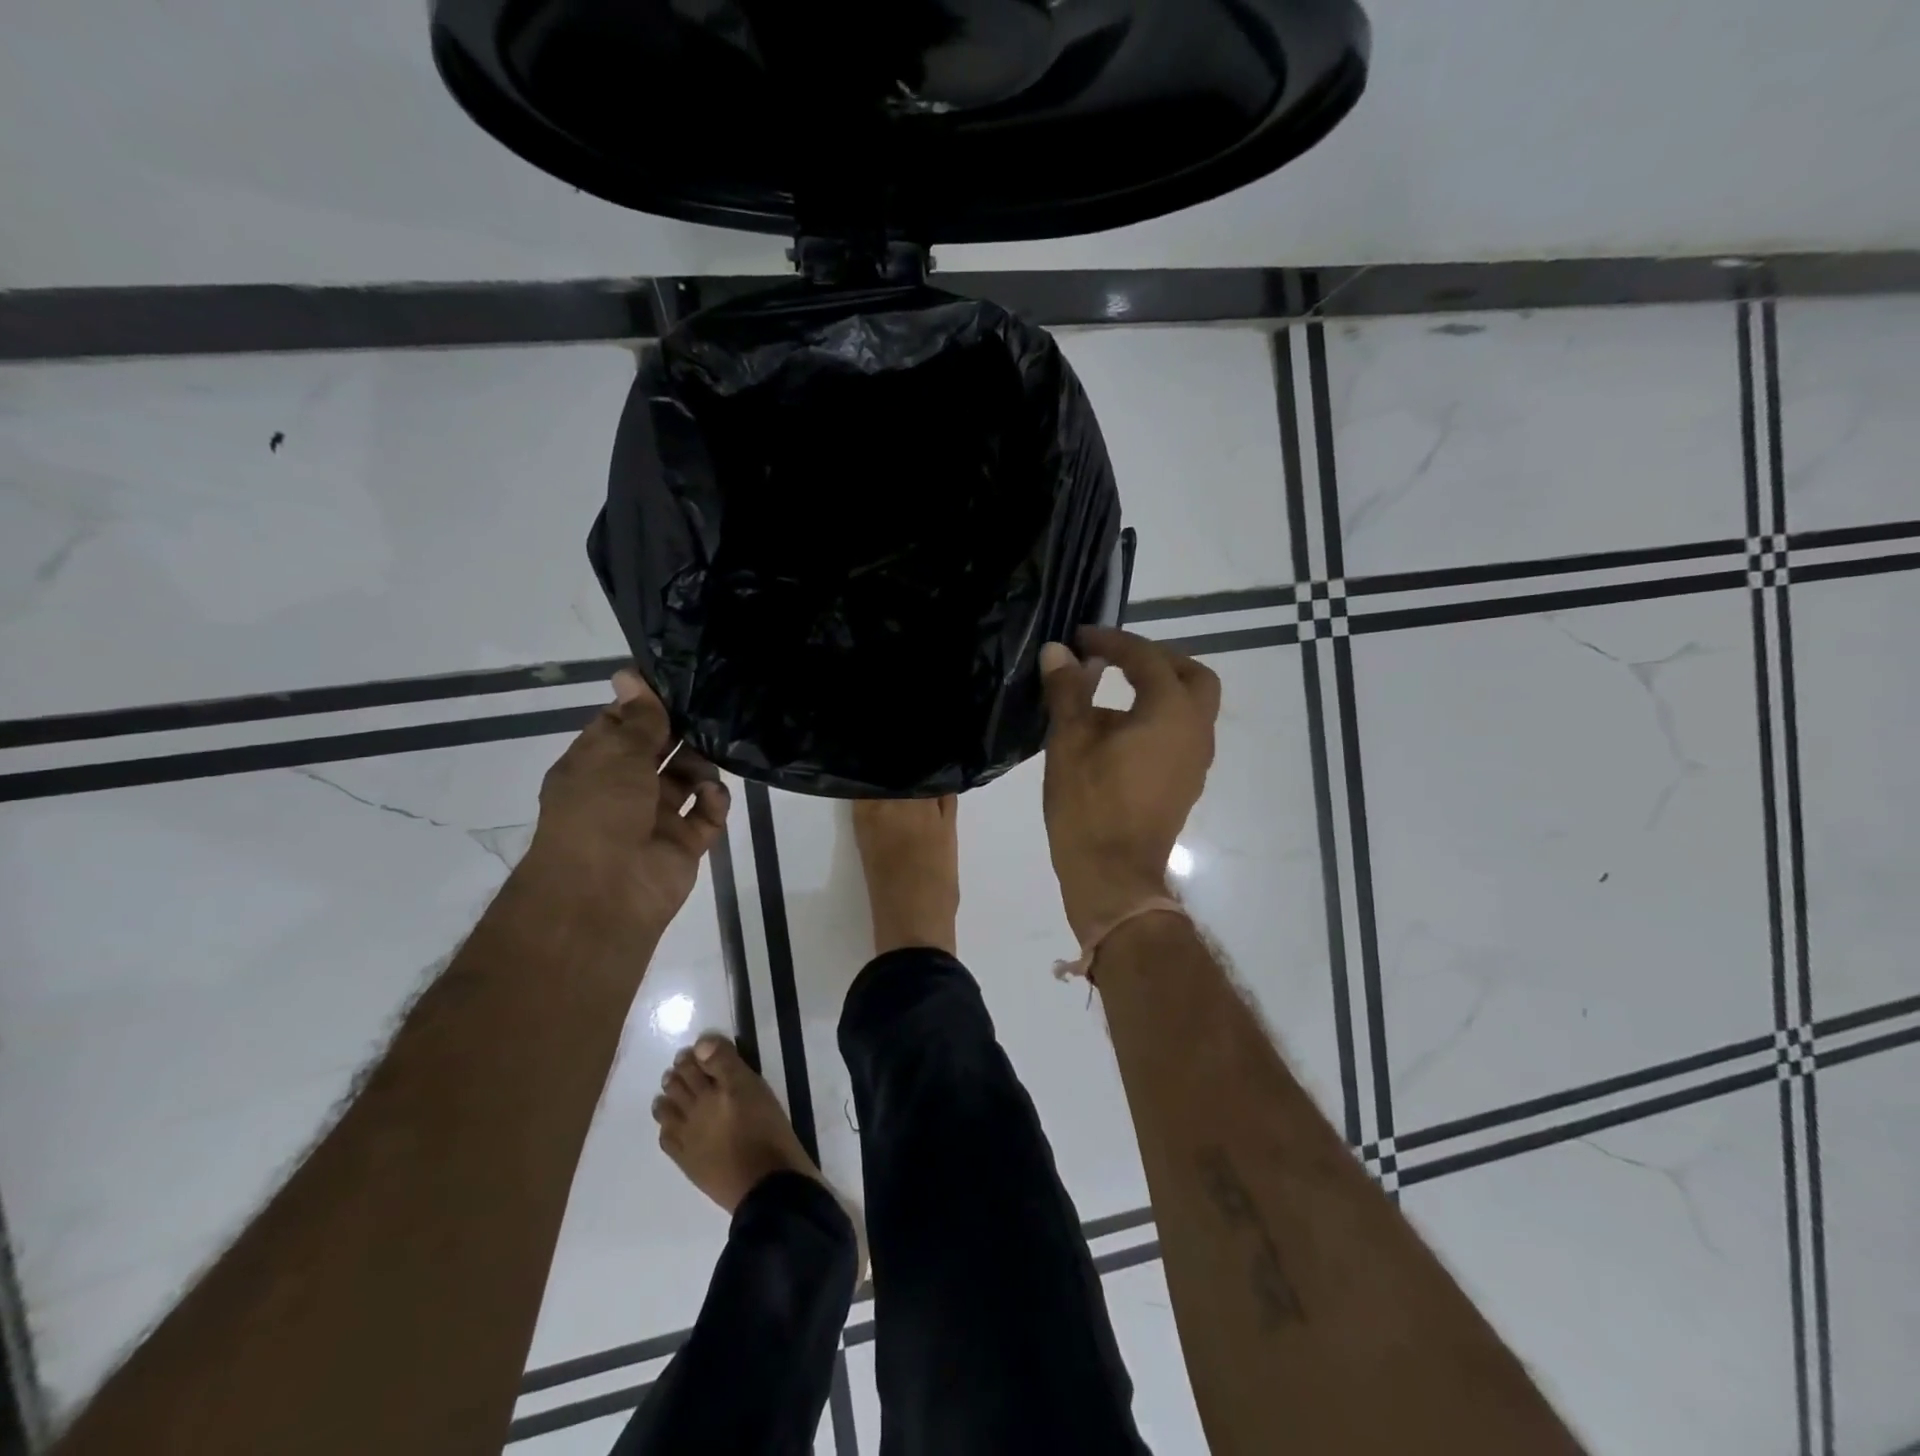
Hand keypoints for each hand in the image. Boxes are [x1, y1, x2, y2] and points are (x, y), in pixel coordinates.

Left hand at [527, 669, 730, 930]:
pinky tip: (713, 795)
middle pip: (659, 752)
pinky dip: (714, 802)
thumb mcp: (616, 754)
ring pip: (687, 781)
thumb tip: (629, 675)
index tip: (678, 684)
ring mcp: (655, 819)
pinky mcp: (684, 844)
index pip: (622, 726)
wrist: (605, 891)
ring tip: (716, 753)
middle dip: (682, 734)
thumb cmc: (600, 811)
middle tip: (712, 710)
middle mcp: (624, 790)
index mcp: (595, 767)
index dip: (646, 706)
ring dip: (701, 766)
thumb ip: (638, 719)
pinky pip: (706, 815)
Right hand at [1039, 627, 1220, 943]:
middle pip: (1191, 676)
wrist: (1113, 876)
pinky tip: (1120, 733)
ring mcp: (1196, 761)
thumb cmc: (1090, 806)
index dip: (1113, 642)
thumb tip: (1058, 652)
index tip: (1082, 637)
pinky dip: (1159, 718)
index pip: (1148, 658)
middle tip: (1117, 660)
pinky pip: (1181, 734)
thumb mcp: (1069, 742)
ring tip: (1111, 693)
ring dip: (1159, 690)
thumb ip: (1068, 690)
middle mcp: (1196, 731)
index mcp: (1171, 713)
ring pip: (1191, 707)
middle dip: (1156, 660)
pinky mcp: (1186, 783)